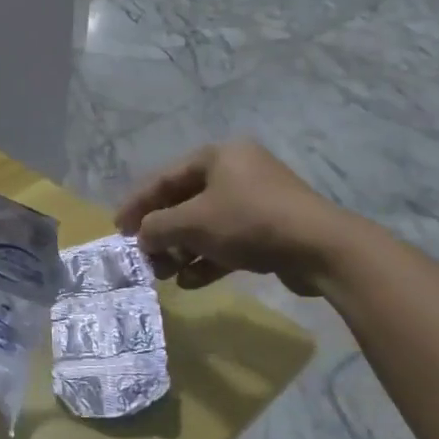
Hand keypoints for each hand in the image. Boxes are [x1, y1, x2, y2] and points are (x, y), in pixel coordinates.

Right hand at [115, 140, 358, 295]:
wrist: (321, 248)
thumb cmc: (249, 222)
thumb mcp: (193, 222)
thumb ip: (158, 227)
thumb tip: (141, 237)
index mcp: (218, 156)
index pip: (164, 178)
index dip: (137, 204)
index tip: (118, 229)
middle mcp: (237, 172)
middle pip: (185, 202)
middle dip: (161, 233)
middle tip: (142, 257)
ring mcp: (256, 201)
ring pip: (206, 225)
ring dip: (181, 250)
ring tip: (163, 274)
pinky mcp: (270, 229)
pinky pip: (228, 241)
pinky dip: (208, 259)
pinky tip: (190, 282)